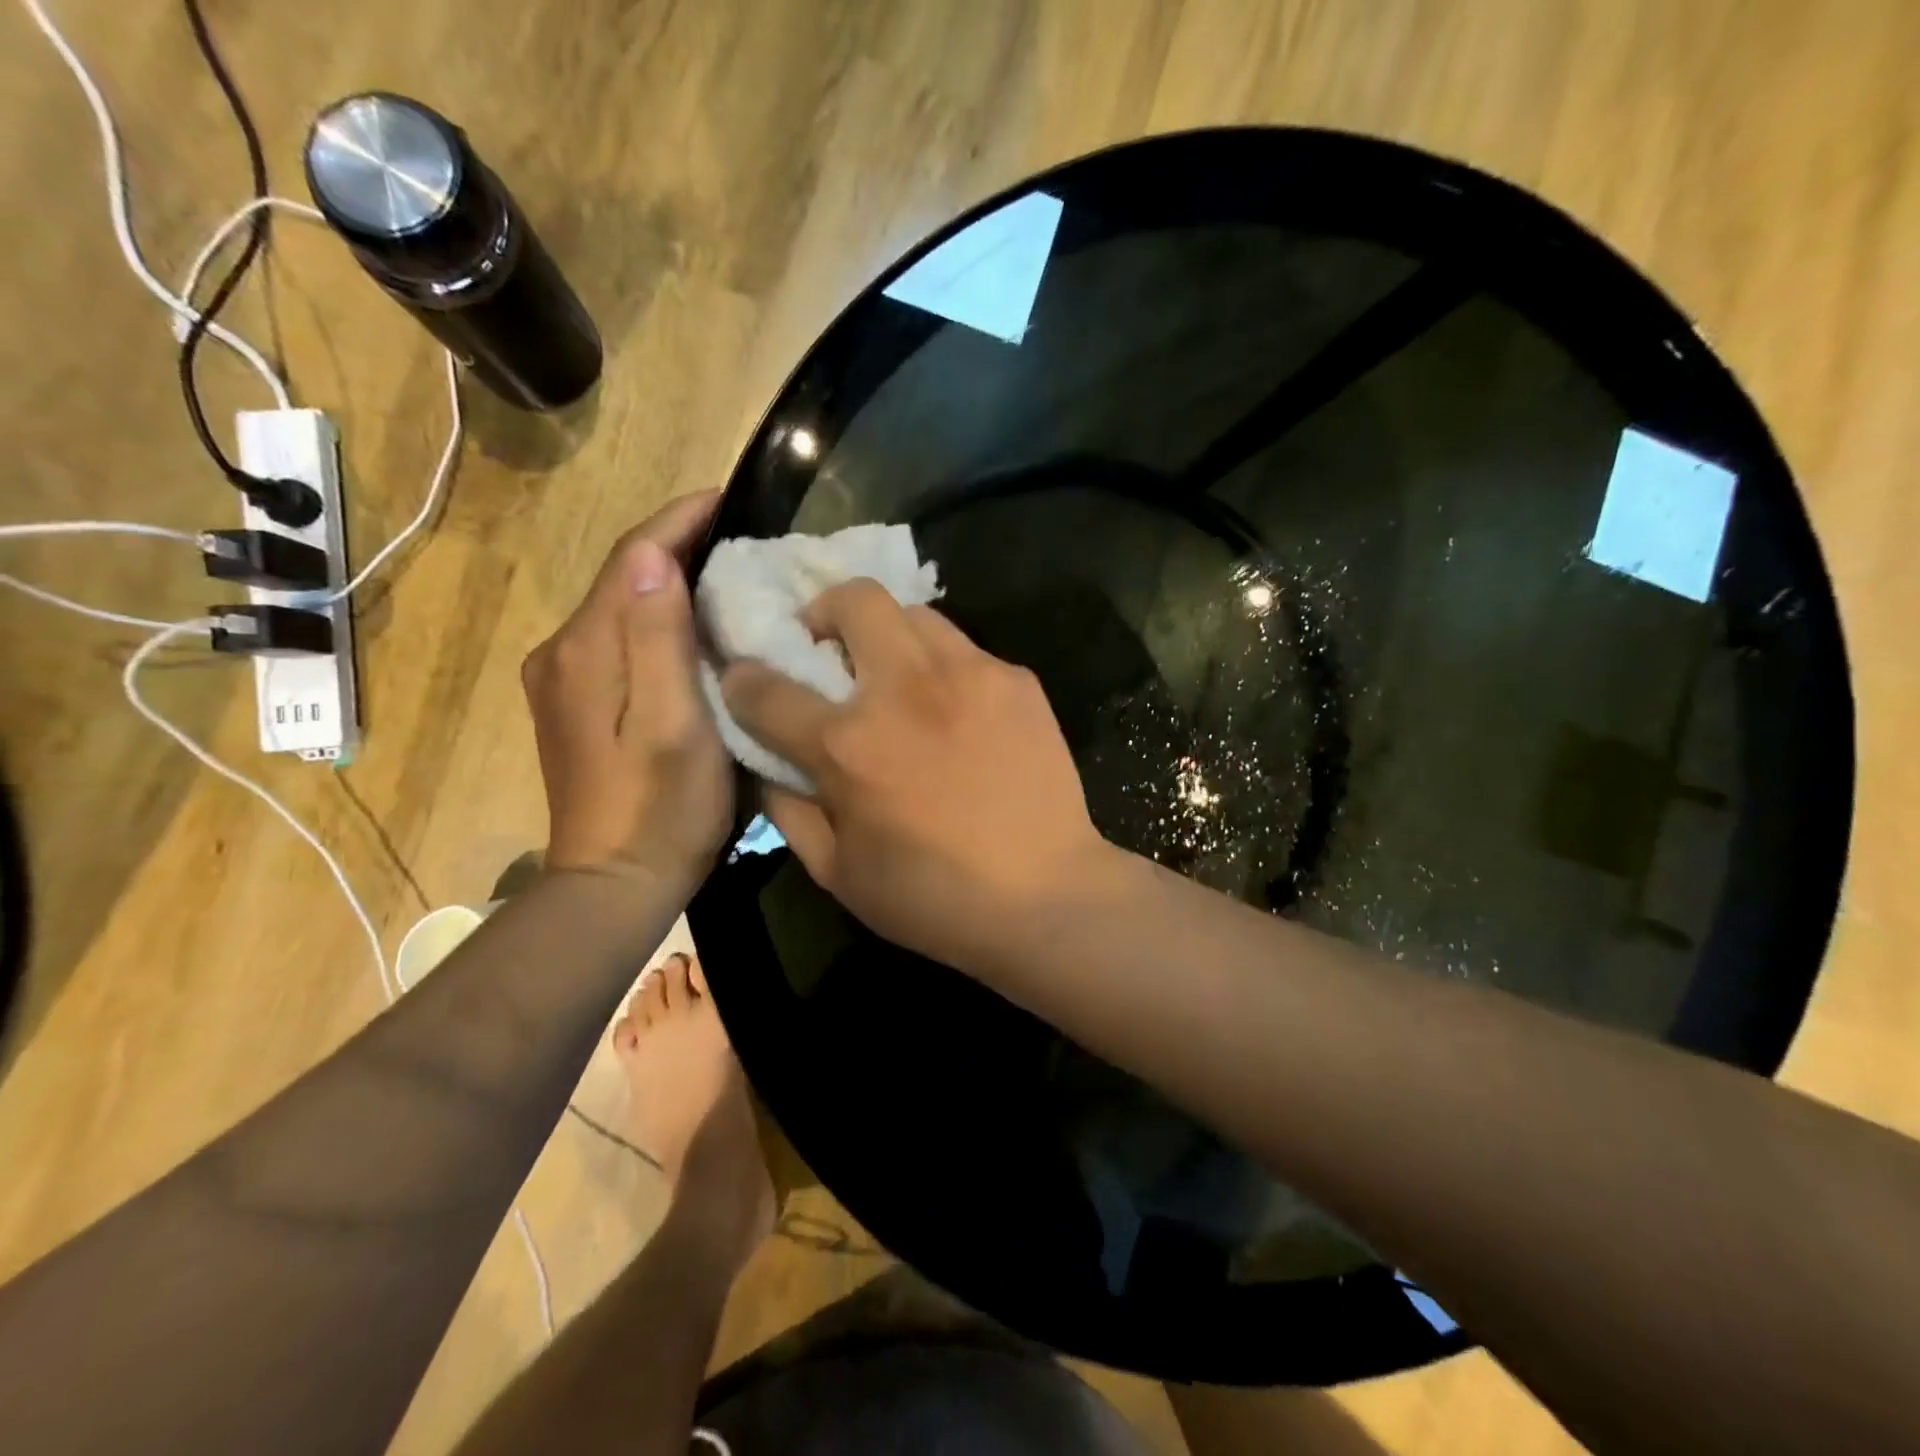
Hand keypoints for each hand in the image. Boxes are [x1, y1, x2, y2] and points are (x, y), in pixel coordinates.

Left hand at [523, 492, 730, 889]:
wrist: (614, 883)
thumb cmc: (661, 807)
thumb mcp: (674, 723)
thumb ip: (657, 639)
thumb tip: (653, 555)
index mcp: (588, 650)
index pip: (632, 557)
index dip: (678, 520)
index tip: (727, 495)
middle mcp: (564, 651)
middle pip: (622, 576)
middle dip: (676, 544)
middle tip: (740, 532)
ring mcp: (564, 679)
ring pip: (620, 605)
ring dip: (667, 579)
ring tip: (726, 570)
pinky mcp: (576, 703)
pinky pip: (619, 637)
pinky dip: (655, 616)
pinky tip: (691, 625)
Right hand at [721, 579, 1108, 970]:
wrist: (1046, 896)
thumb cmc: (933, 898)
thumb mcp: (837, 872)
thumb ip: (788, 809)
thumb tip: (768, 762)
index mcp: (849, 745)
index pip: (766, 686)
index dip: (743, 679)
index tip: (748, 681)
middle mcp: (905, 690)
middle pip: (854, 599)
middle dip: (825, 613)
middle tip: (831, 652)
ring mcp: (970, 675)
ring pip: (915, 613)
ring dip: (889, 635)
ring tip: (898, 680)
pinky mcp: (1017, 680)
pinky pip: (965, 650)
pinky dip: (944, 668)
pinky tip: (957, 713)